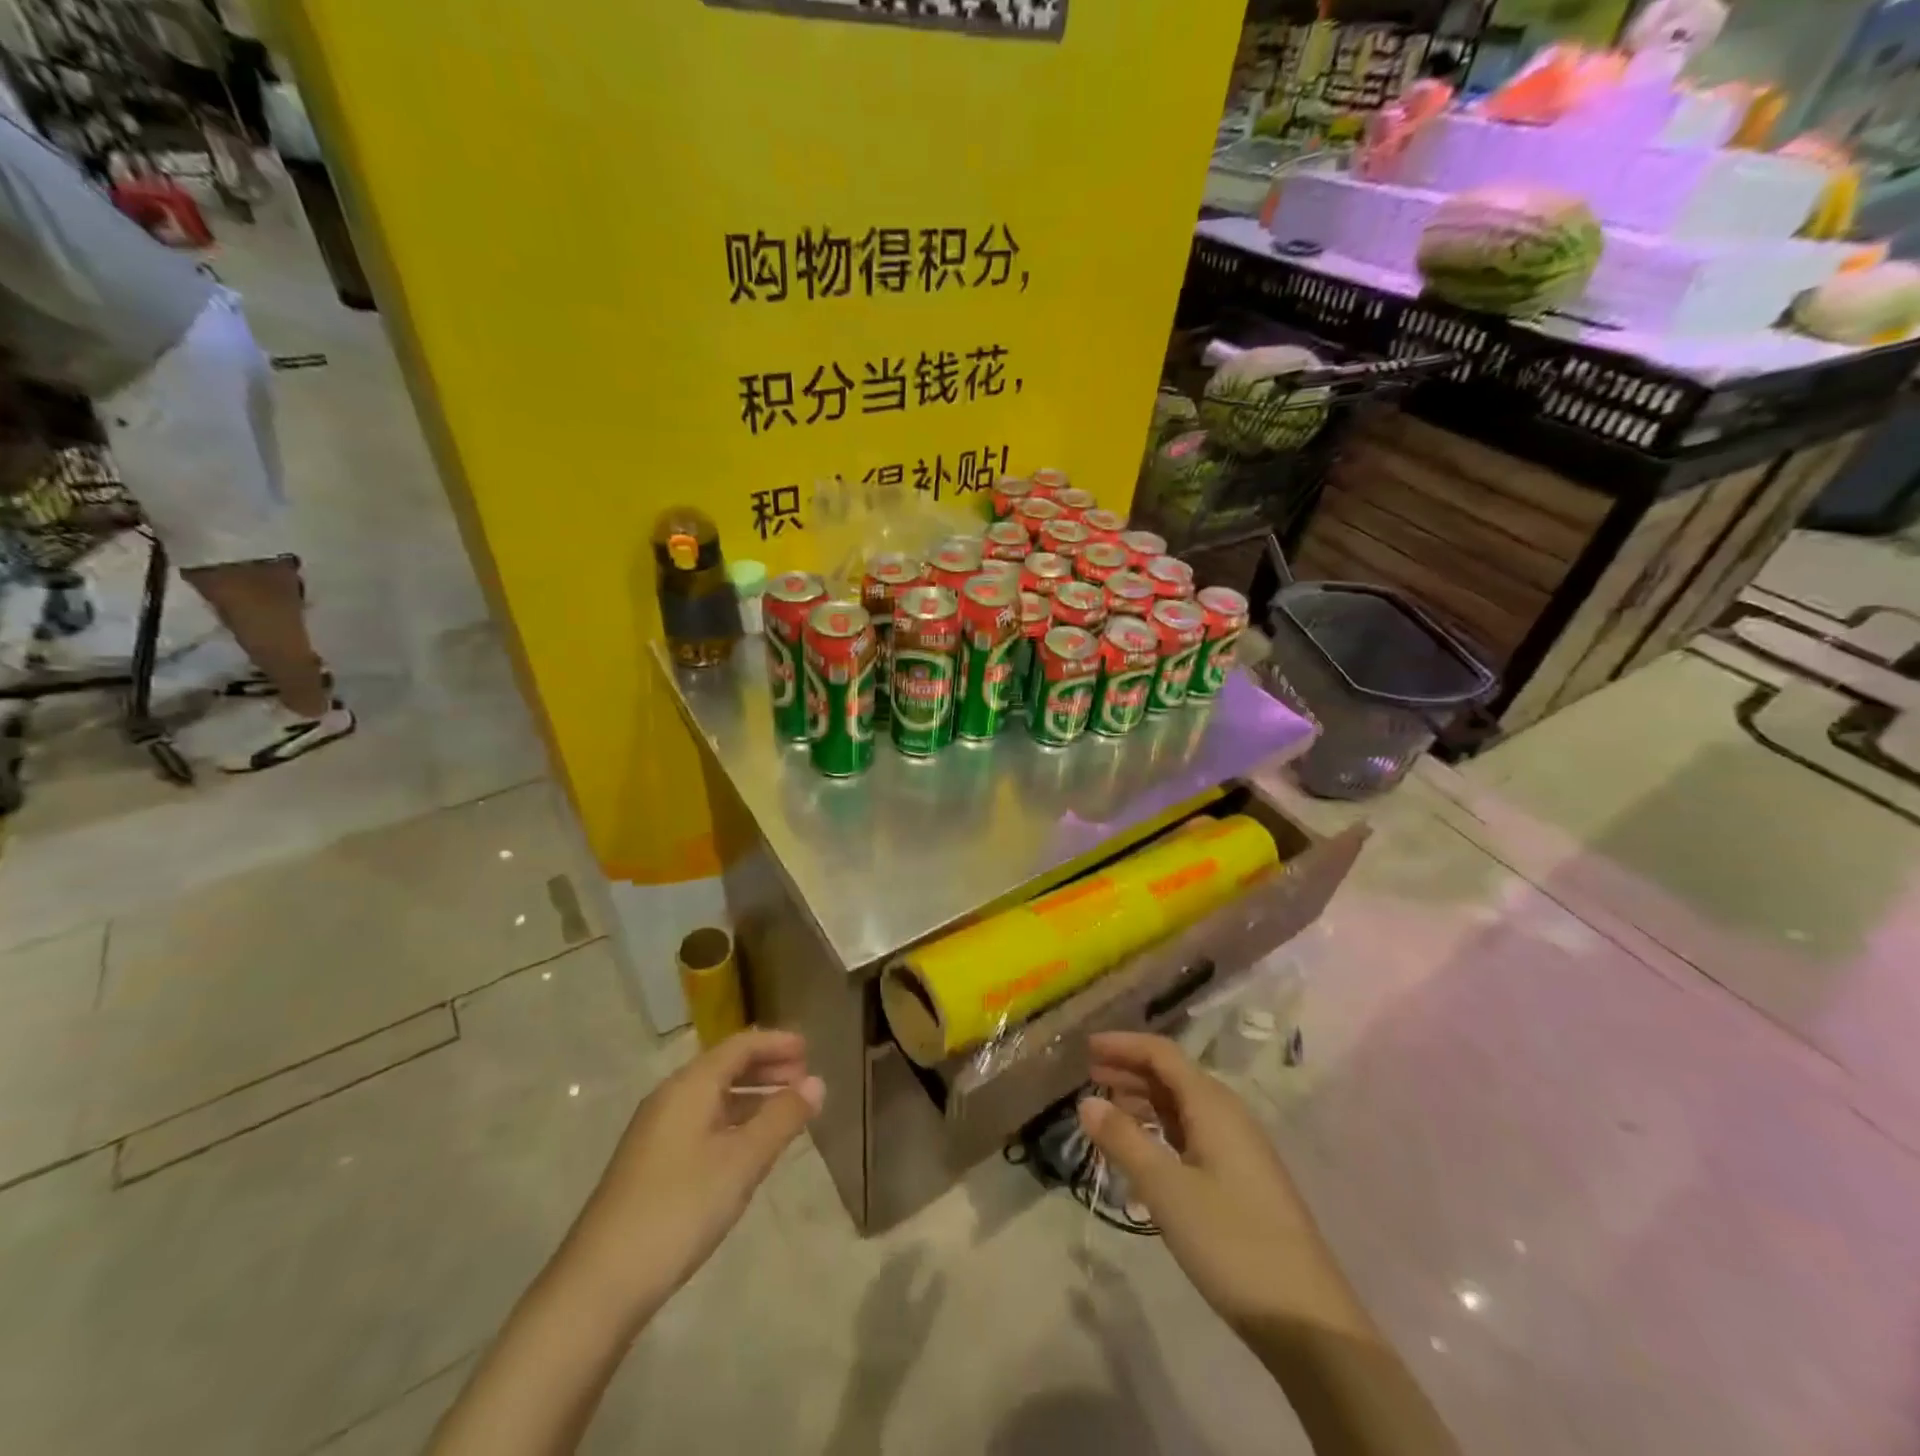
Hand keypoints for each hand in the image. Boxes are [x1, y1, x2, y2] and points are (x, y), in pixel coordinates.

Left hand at [565, 1029, 823, 1319]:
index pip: (740, 1046)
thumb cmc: (680, 1208)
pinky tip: (747, 1147)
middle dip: (766, 1067)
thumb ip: (782, 1118)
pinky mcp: (650, 1163)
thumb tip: (817, 1082)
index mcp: (690, 1086)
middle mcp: (670, 1098)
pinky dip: (732, 1120)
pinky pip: (701, 1122)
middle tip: (804, 1078)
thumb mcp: (742, 1162)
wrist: (599, 1284)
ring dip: (751, 1096)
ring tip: (785, 1111)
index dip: (776, 1043)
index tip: (810, 1049)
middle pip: (725, 1067)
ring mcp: (656, 1132)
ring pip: (712, 1097)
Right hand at [1077, 1032, 1340, 1337]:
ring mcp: (1238, 1148)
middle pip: (1172, 1076)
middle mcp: (1228, 1115)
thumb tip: (1086, 1101)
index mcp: (1213, 1105)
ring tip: (1107, 1110)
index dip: (1123, 1045)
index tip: (1086, 1047)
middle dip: (1130, 1069)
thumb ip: (1124, 1140)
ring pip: (1182, 1106)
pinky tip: (1143, 1151)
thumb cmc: (1231, 1242)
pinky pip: (1193, 1134)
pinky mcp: (1242, 1179)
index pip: (1162, 1054)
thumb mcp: (1167, 1190)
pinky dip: (1161, 1130)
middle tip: (1089, 1074)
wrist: (1308, 1320)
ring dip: (1144, 1100)